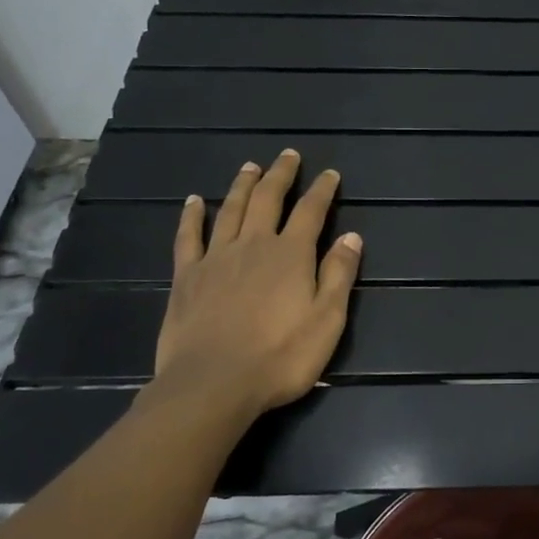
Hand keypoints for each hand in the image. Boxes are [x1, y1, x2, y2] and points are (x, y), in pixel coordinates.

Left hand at [151, 149, 362, 425]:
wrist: (212, 384)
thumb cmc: (280, 357)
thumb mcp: (327, 320)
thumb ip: (339, 275)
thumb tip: (352, 237)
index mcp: (291, 255)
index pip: (311, 211)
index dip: (322, 190)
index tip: (330, 174)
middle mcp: (254, 245)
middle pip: (268, 199)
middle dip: (280, 174)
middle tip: (288, 155)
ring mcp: (216, 258)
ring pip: (231, 209)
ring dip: (242, 185)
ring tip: (250, 166)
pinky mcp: (186, 277)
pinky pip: (188, 237)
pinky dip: (192, 216)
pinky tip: (194, 201)